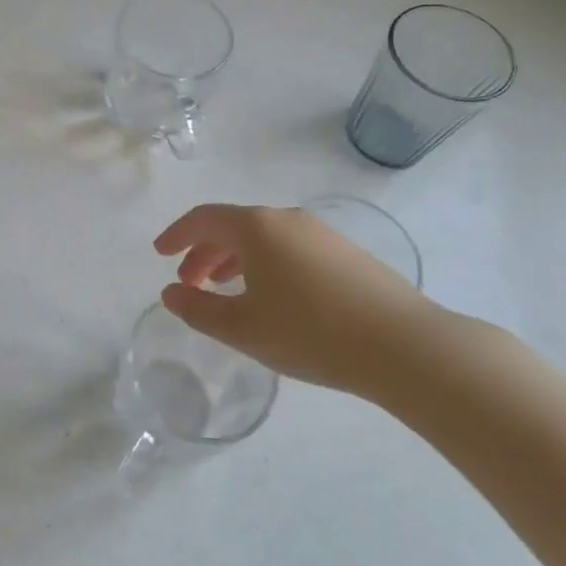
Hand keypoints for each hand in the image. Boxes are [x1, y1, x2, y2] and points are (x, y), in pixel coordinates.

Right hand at [154, 203, 445, 397]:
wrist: (405, 346)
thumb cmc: (311, 332)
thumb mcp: (243, 328)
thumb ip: (199, 309)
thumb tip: (170, 294)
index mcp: (257, 228)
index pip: (204, 219)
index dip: (176, 235)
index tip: (160, 253)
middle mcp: (288, 219)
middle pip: (233, 227)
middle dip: (204, 252)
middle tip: (189, 283)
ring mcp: (322, 234)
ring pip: (264, 239)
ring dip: (235, 260)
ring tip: (225, 291)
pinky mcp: (347, 254)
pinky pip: (290, 249)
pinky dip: (265, 265)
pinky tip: (271, 297)